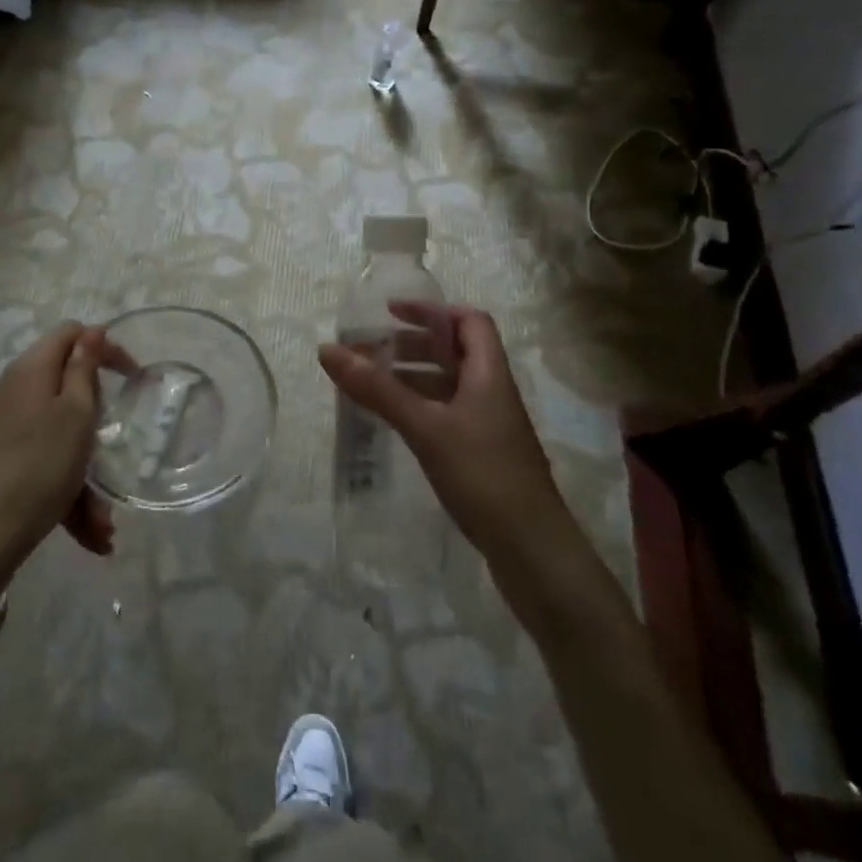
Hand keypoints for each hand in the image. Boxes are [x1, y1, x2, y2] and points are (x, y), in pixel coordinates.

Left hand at [0, 322, 128, 597]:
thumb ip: (84, 369)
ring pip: (57, 439)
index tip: (133, 377)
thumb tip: (91, 331)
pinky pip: (40, 467)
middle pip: (66, 390)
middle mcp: (11, 392)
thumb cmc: (37, 469)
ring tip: (103, 525)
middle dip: (96, 424)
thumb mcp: (75, 415)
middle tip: (112, 449)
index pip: (71, 334)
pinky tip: (87, 535)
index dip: (105, 347)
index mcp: (30, 371)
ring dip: (85, 475)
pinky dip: (65, 494)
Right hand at [318, 302, 561, 558]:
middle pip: (456, 351)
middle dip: (413, 344)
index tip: (390, 313)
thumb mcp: (425, 426)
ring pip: (449, 385)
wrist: (533, 551)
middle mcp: (493, 392)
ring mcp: (490, 426)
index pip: (469, 321)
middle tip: (371, 350)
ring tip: (373, 383)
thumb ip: (377, 389)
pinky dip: (420, 406)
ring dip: (413, 376)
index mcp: (489, 374)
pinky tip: (395, 421)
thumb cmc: (483, 476)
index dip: (432, 310)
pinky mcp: (483, 455)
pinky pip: (447, 413)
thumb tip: (328, 349)